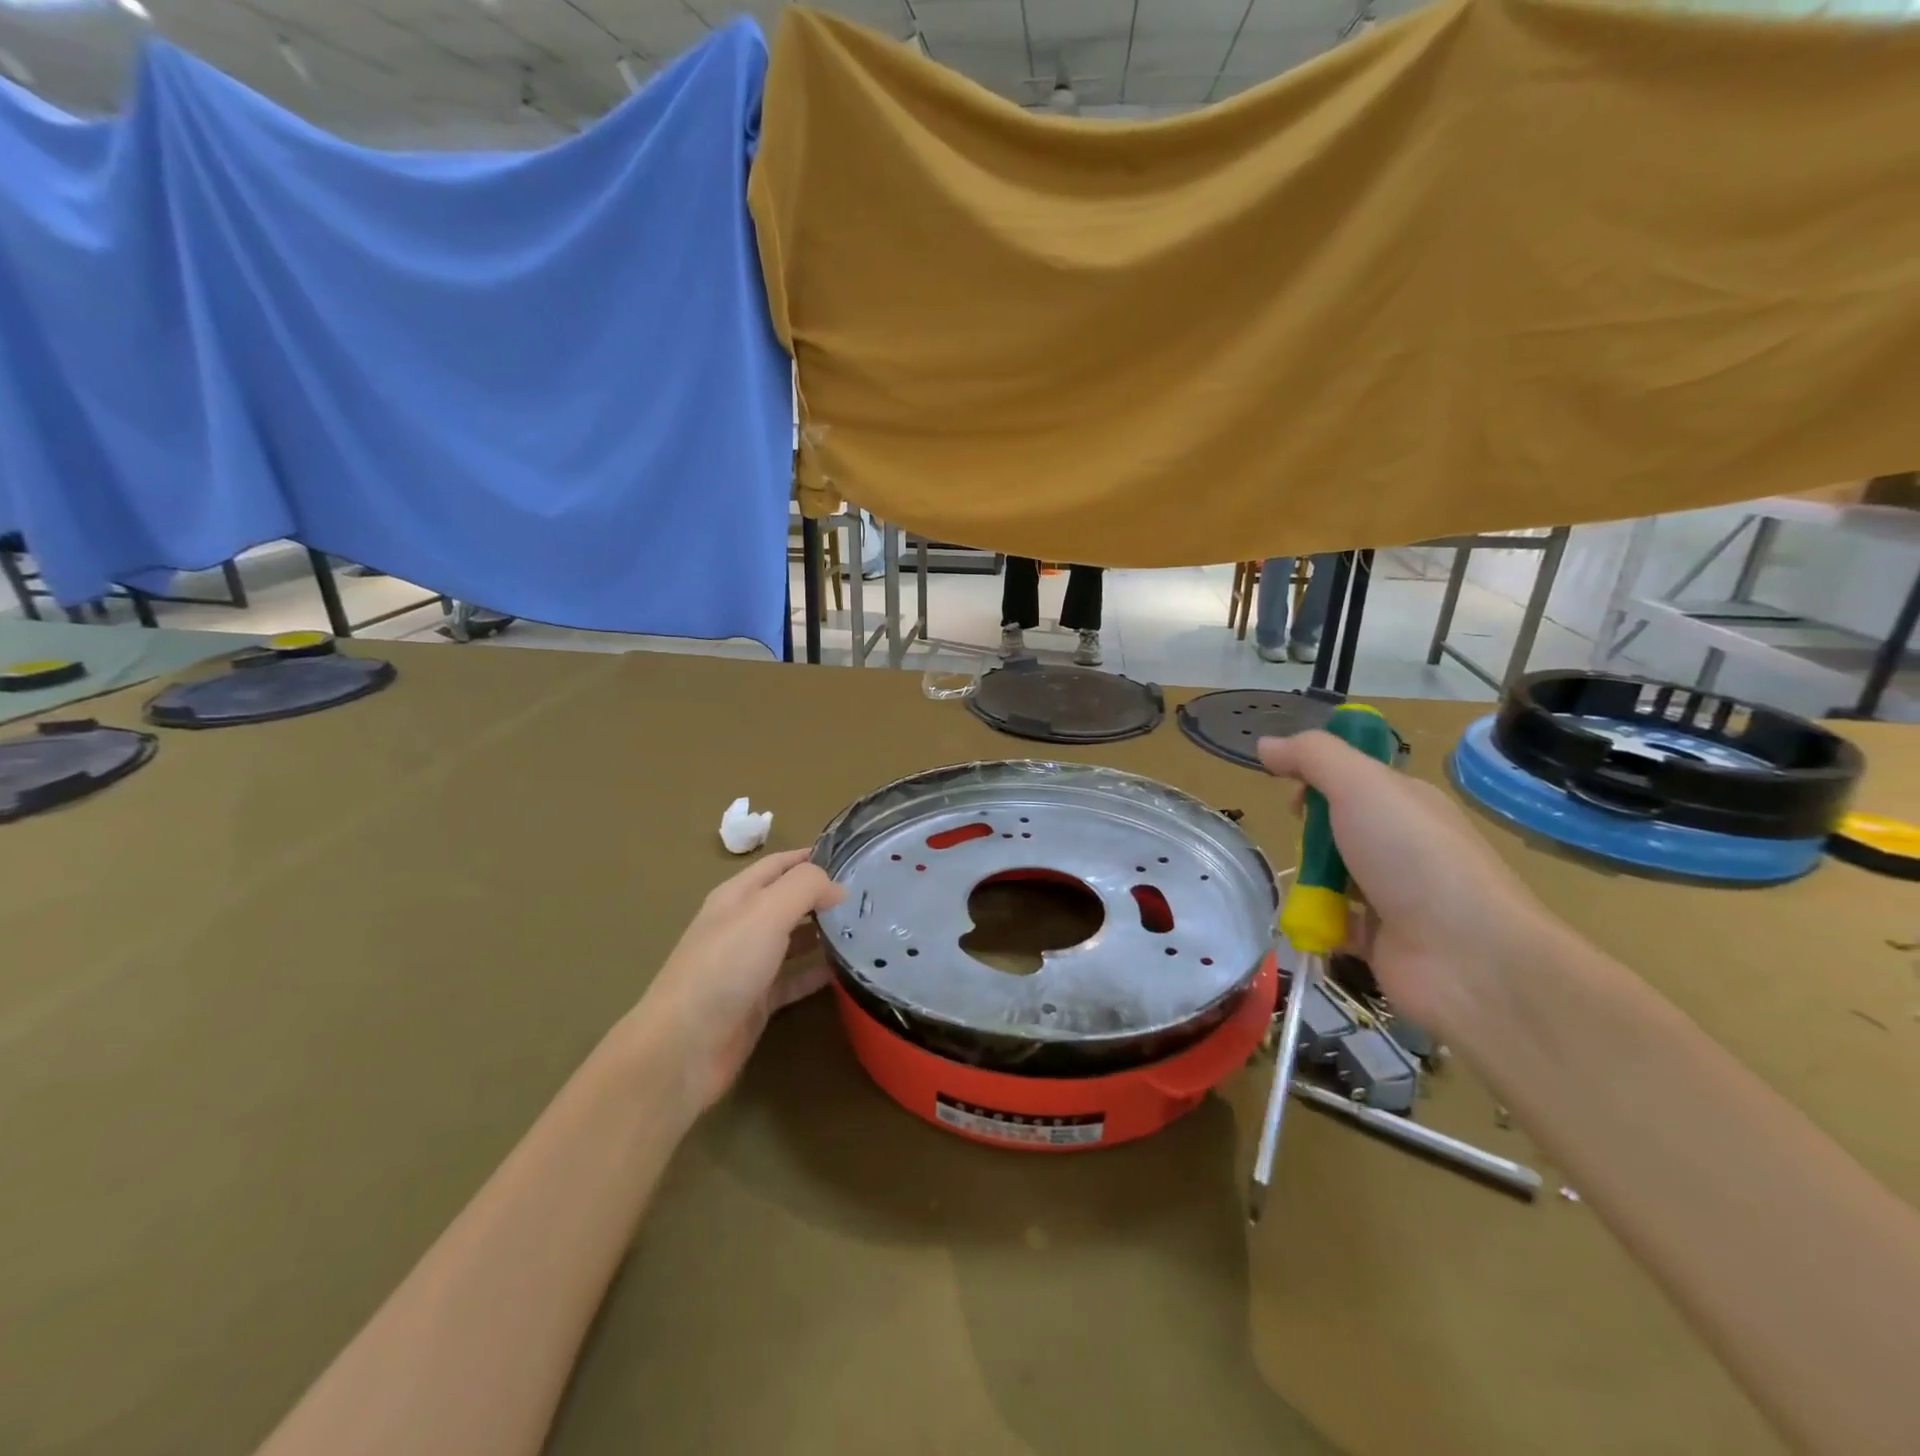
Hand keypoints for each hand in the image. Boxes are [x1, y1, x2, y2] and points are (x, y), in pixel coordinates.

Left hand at [622, 850, 845, 1116]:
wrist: (685, 1047)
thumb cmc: (724, 967)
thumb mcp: (766, 912)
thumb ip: (805, 888)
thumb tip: (837, 888)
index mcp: (738, 896)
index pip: (779, 864)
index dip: (812, 857)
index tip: (854, 857)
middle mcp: (743, 925)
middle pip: (789, 901)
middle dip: (824, 896)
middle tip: (869, 897)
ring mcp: (749, 965)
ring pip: (794, 940)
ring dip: (825, 934)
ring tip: (867, 930)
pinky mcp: (757, 1001)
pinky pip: (795, 980)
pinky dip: (818, 974)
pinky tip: (848, 972)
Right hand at [1258, 731, 1558, 1034]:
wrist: (1469, 959)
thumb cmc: (1413, 858)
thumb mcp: (1361, 786)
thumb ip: (1312, 757)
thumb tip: (1266, 744)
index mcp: (1404, 801)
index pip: (1350, 776)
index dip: (1314, 776)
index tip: (1288, 790)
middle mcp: (1400, 843)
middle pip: (1336, 825)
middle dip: (1308, 831)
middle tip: (1300, 841)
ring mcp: (1392, 893)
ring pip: (1332, 874)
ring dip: (1309, 880)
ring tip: (1302, 889)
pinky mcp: (1379, 939)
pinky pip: (1333, 922)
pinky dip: (1316, 922)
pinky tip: (1307, 923)